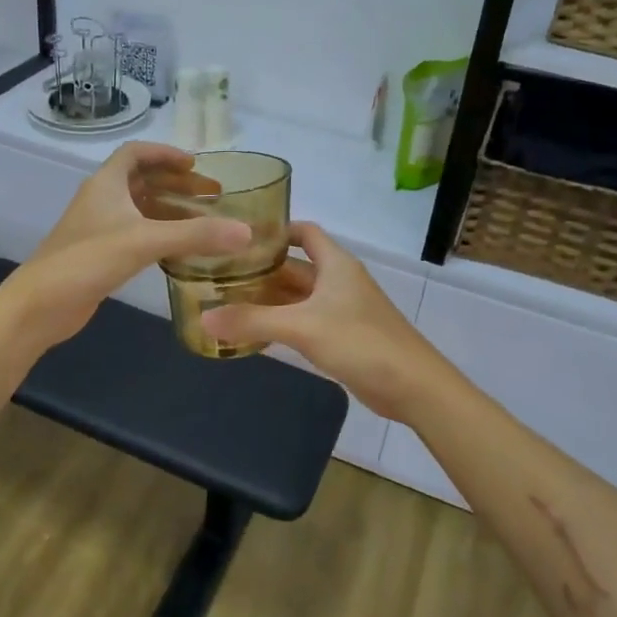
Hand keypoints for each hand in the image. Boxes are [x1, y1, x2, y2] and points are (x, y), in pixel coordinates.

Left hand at [4, 142, 249, 347]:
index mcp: (107, 183)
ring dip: (170, 209)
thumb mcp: (144, 241)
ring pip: (140, 208)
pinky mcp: (100, 253)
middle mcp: (102, 199)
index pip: (136, 153)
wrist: (40, 305)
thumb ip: (195, 235)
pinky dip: (160, 233)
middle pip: (143, 179)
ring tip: (205, 220)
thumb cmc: (87, 260)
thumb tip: (246, 232)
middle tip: (213, 195)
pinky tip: (181, 250)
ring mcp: (99, 227)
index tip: (196, 164)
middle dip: (177, 183)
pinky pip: (137, 233)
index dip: (166, 154)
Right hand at [200, 223, 442, 411]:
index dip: (275, 230)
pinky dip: (281, 323)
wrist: (412, 386)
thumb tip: (203, 318)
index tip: (239, 237)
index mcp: (336, 264)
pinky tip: (254, 334)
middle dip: (262, 270)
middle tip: (220, 274)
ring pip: (298, 297)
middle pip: (295, 267)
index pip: (304, 232)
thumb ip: (252, 321)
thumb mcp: (302, 327)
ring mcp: (342, 310)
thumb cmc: (361, 342)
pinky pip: (305, 322)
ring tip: (228, 302)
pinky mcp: (343, 336)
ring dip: (269, 299)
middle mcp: (338, 281)